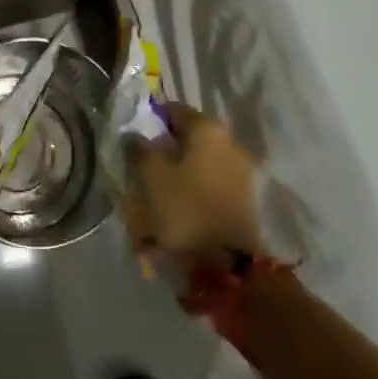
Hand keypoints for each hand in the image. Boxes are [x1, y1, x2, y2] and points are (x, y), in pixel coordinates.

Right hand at [120, 105, 262, 266]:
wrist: (228, 268)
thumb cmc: (185, 210)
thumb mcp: (149, 174)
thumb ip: (138, 147)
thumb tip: (136, 137)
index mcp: (207, 128)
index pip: (172, 109)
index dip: (149, 121)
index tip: (133, 141)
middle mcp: (229, 142)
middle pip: (187, 138)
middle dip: (164, 150)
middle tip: (141, 170)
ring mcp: (240, 173)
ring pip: (198, 163)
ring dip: (177, 173)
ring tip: (156, 196)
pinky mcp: (244, 201)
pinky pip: (209, 186)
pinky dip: (192, 192)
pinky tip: (176, 211)